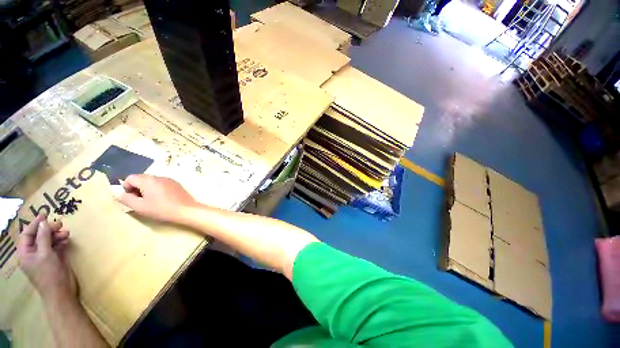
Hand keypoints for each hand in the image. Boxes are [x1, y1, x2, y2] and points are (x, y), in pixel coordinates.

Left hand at [17, 214, 76, 301]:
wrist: (61, 292)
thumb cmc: (49, 274)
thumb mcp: (45, 254)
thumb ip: (43, 238)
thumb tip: (43, 223)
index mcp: (25, 253)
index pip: (27, 234)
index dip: (35, 224)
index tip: (45, 214)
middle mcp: (33, 254)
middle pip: (39, 236)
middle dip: (49, 230)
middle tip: (60, 224)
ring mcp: (44, 257)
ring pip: (48, 241)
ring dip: (56, 235)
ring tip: (66, 233)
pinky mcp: (54, 259)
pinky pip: (55, 246)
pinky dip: (60, 241)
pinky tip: (66, 239)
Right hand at [115, 174, 197, 223]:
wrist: (186, 210)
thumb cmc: (161, 209)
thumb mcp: (140, 207)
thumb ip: (126, 199)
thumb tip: (118, 193)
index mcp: (148, 180)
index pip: (130, 178)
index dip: (126, 187)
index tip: (130, 198)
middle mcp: (159, 177)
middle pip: (141, 178)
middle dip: (136, 188)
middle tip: (140, 200)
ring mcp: (169, 179)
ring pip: (152, 181)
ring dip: (147, 188)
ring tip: (151, 201)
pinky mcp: (176, 184)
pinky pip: (162, 183)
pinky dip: (157, 189)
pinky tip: (162, 199)